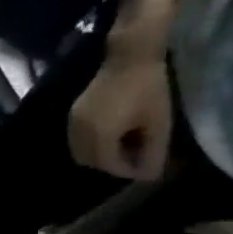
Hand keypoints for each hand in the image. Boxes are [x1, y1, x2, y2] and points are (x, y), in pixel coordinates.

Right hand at [68, 55, 171, 179]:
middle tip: (134, 159)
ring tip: (123, 147)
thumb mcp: (159, 122)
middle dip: (110, 165)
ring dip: (99, 155)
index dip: (127, 171)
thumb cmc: (149, 89)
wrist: (129, 59)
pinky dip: (91, 145)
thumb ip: (153, 151)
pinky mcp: (73, 115)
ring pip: (79, 151)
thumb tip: (149, 175)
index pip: (108, 164)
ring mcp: (73, 123)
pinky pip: (76, 140)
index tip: (147, 169)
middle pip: (89, 161)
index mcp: (101, 135)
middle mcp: (80, 132)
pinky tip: (112, 135)